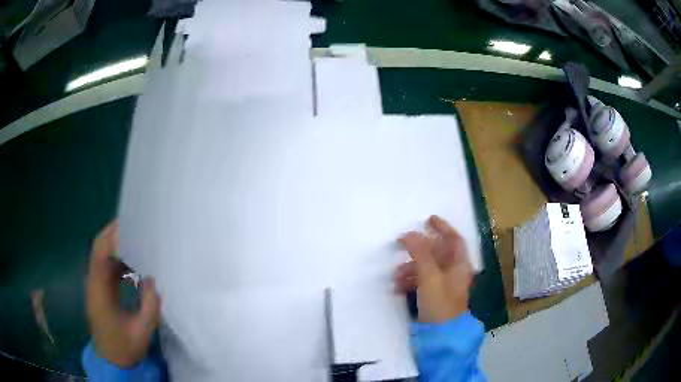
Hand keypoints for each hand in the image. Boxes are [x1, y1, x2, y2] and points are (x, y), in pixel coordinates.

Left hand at [86, 221, 160, 367]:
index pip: (100, 253)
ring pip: (102, 257)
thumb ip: (150, 305)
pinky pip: (106, 269)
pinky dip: (117, 262)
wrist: (111, 361)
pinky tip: (132, 267)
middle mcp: (93, 283)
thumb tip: (152, 280)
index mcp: (100, 290)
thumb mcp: (142, 331)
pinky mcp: (99, 292)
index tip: (129, 225)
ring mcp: (95, 287)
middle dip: (114, 235)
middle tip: (136, 228)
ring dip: (117, 248)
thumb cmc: (124, 347)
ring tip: (137, 243)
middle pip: (99, 249)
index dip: (112, 236)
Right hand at [394, 215, 472, 322]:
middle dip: (419, 250)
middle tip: (402, 244)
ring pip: (427, 267)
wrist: (441, 334)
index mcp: (459, 264)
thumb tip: (409, 233)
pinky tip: (398, 287)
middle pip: (438, 253)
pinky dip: (410, 281)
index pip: (454, 239)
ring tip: (396, 276)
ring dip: (410, 268)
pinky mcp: (434, 295)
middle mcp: (453, 272)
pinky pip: (422, 281)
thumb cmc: (440, 303)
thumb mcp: (430, 276)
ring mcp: (444, 284)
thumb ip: (420, 253)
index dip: (443, 227)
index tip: (428, 219)